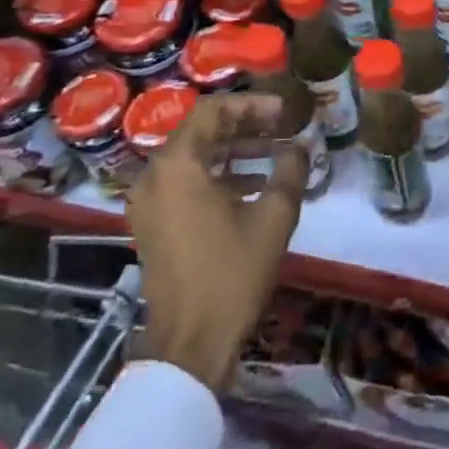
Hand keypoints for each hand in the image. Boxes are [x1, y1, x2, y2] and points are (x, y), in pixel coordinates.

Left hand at [128, 91, 308, 390]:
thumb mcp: (273, 217)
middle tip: (283, 127)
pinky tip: (255, 185)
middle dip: (245, 125)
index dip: (252, 105)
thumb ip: (290, 170)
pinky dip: (218, 175)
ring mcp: (150, 202)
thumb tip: (299, 146)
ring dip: (234, 150)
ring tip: (275, 152)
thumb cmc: (231, 274)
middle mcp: (155, 175)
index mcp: (178, 165)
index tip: (284, 112)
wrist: (190, 344)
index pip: (213, 110)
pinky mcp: (154, 224)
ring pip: (194, 157)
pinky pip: (186, 182)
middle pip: (202, 131)